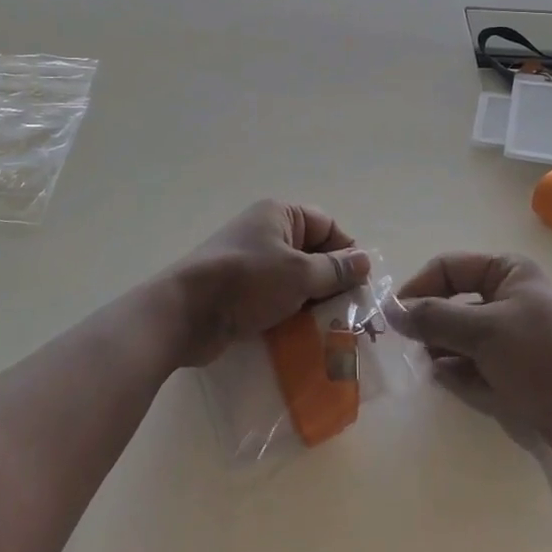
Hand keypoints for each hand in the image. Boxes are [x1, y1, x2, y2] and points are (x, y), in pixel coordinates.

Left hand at [164, 199, 369, 365]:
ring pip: (296, 280)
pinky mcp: (241, 291)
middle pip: (313, 253)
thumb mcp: (298, 274)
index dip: (346, 253)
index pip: (327, 226)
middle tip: (351, 313)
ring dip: (313, 302)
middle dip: (332, 282)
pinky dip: (292, 313)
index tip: (359, 285)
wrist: (186, 313)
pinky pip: (277, 298)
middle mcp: (266, 233)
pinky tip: (305, 336)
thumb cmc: (247, 282)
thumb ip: (334, 269)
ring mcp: (252, 263)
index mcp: (280, 215)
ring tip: (332, 329)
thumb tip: (365, 260)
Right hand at [391, 253, 551, 464]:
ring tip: (421, 363)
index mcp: (507, 273)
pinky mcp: (516, 373)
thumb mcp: (483, 331)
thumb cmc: (541, 356)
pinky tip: (441, 379)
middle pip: (454, 302)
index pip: (449, 268)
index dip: (419, 287)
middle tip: (402, 343)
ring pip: (463, 336)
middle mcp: (509, 299)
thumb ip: (434, 318)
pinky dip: (458, 371)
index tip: (394, 315)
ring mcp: (513, 338)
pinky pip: (476, 365)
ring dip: (441, 348)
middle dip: (429, 321)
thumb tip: (390, 310)